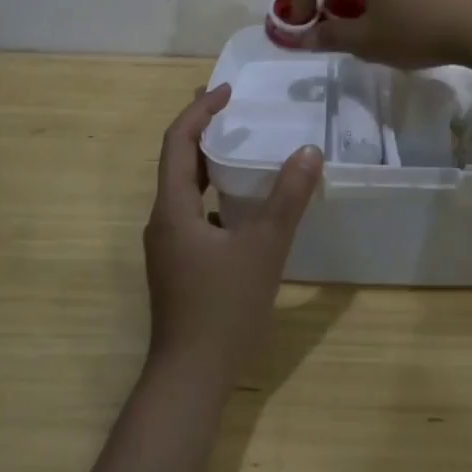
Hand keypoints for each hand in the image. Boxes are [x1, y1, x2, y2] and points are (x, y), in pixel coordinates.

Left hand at [144, 84, 321, 384]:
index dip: (200, 111)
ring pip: (185, 189)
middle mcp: (162, 221)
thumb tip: (308, 151)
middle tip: (232, 108)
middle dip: (202, 130)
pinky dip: (214, 194)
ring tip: (239, 146)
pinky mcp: (178, 266)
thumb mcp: (264, 248)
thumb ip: (287, 198)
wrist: (189, 380)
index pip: (178, 142)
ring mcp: (168, 246)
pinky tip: (243, 204)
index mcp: (172, 208)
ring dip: (208, 162)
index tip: (228, 91)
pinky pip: (194, 213)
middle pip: (177, 161)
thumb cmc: (222, 309)